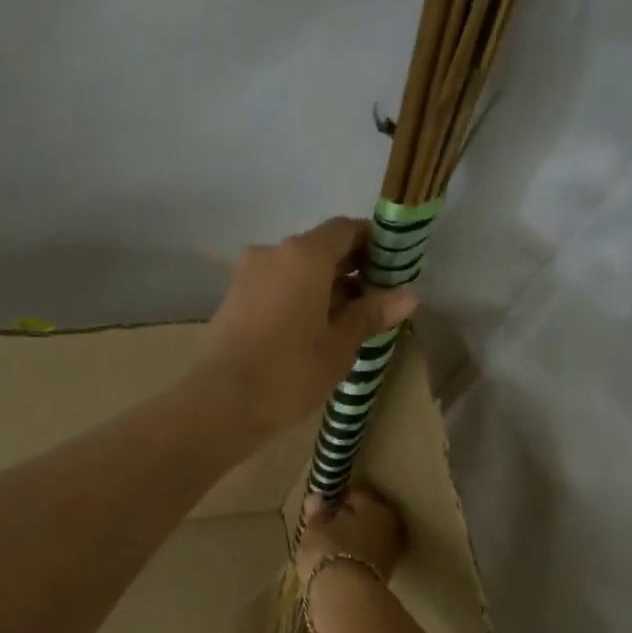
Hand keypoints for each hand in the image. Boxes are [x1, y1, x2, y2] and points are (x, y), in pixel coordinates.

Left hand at [195, 218, 418, 439]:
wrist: (222, 402)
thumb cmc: (291, 372)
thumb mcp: (339, 346)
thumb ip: (370, 315)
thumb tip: (409, 295)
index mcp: (305, 254)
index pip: (345, 230)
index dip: (372, 245)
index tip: (389, 270)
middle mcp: (272, 253)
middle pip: (318, 249)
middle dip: (347, 270)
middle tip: (371, 302)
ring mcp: (246, 276)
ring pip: (293, 271)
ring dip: (320, 288)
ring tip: (342, 324)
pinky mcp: (231, 300)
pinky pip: (273, 289)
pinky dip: (294, 300)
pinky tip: (307, 332)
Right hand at [296, 486, 404, 582]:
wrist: (347, 596)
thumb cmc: (329, 552)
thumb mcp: (315, 530)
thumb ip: (317, 513)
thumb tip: (317, 498)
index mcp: (375, 508)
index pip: (356, 495)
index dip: (337, 497)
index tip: (322, 504)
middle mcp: (390, 527)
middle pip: (367, 518)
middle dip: (349, 520)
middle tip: (326, 525)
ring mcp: (391, 553)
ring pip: (368, 539)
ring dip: (353, 540)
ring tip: (330, 546)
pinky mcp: (386, 576)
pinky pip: (367, 558)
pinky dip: (355, 557)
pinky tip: (339, 562)